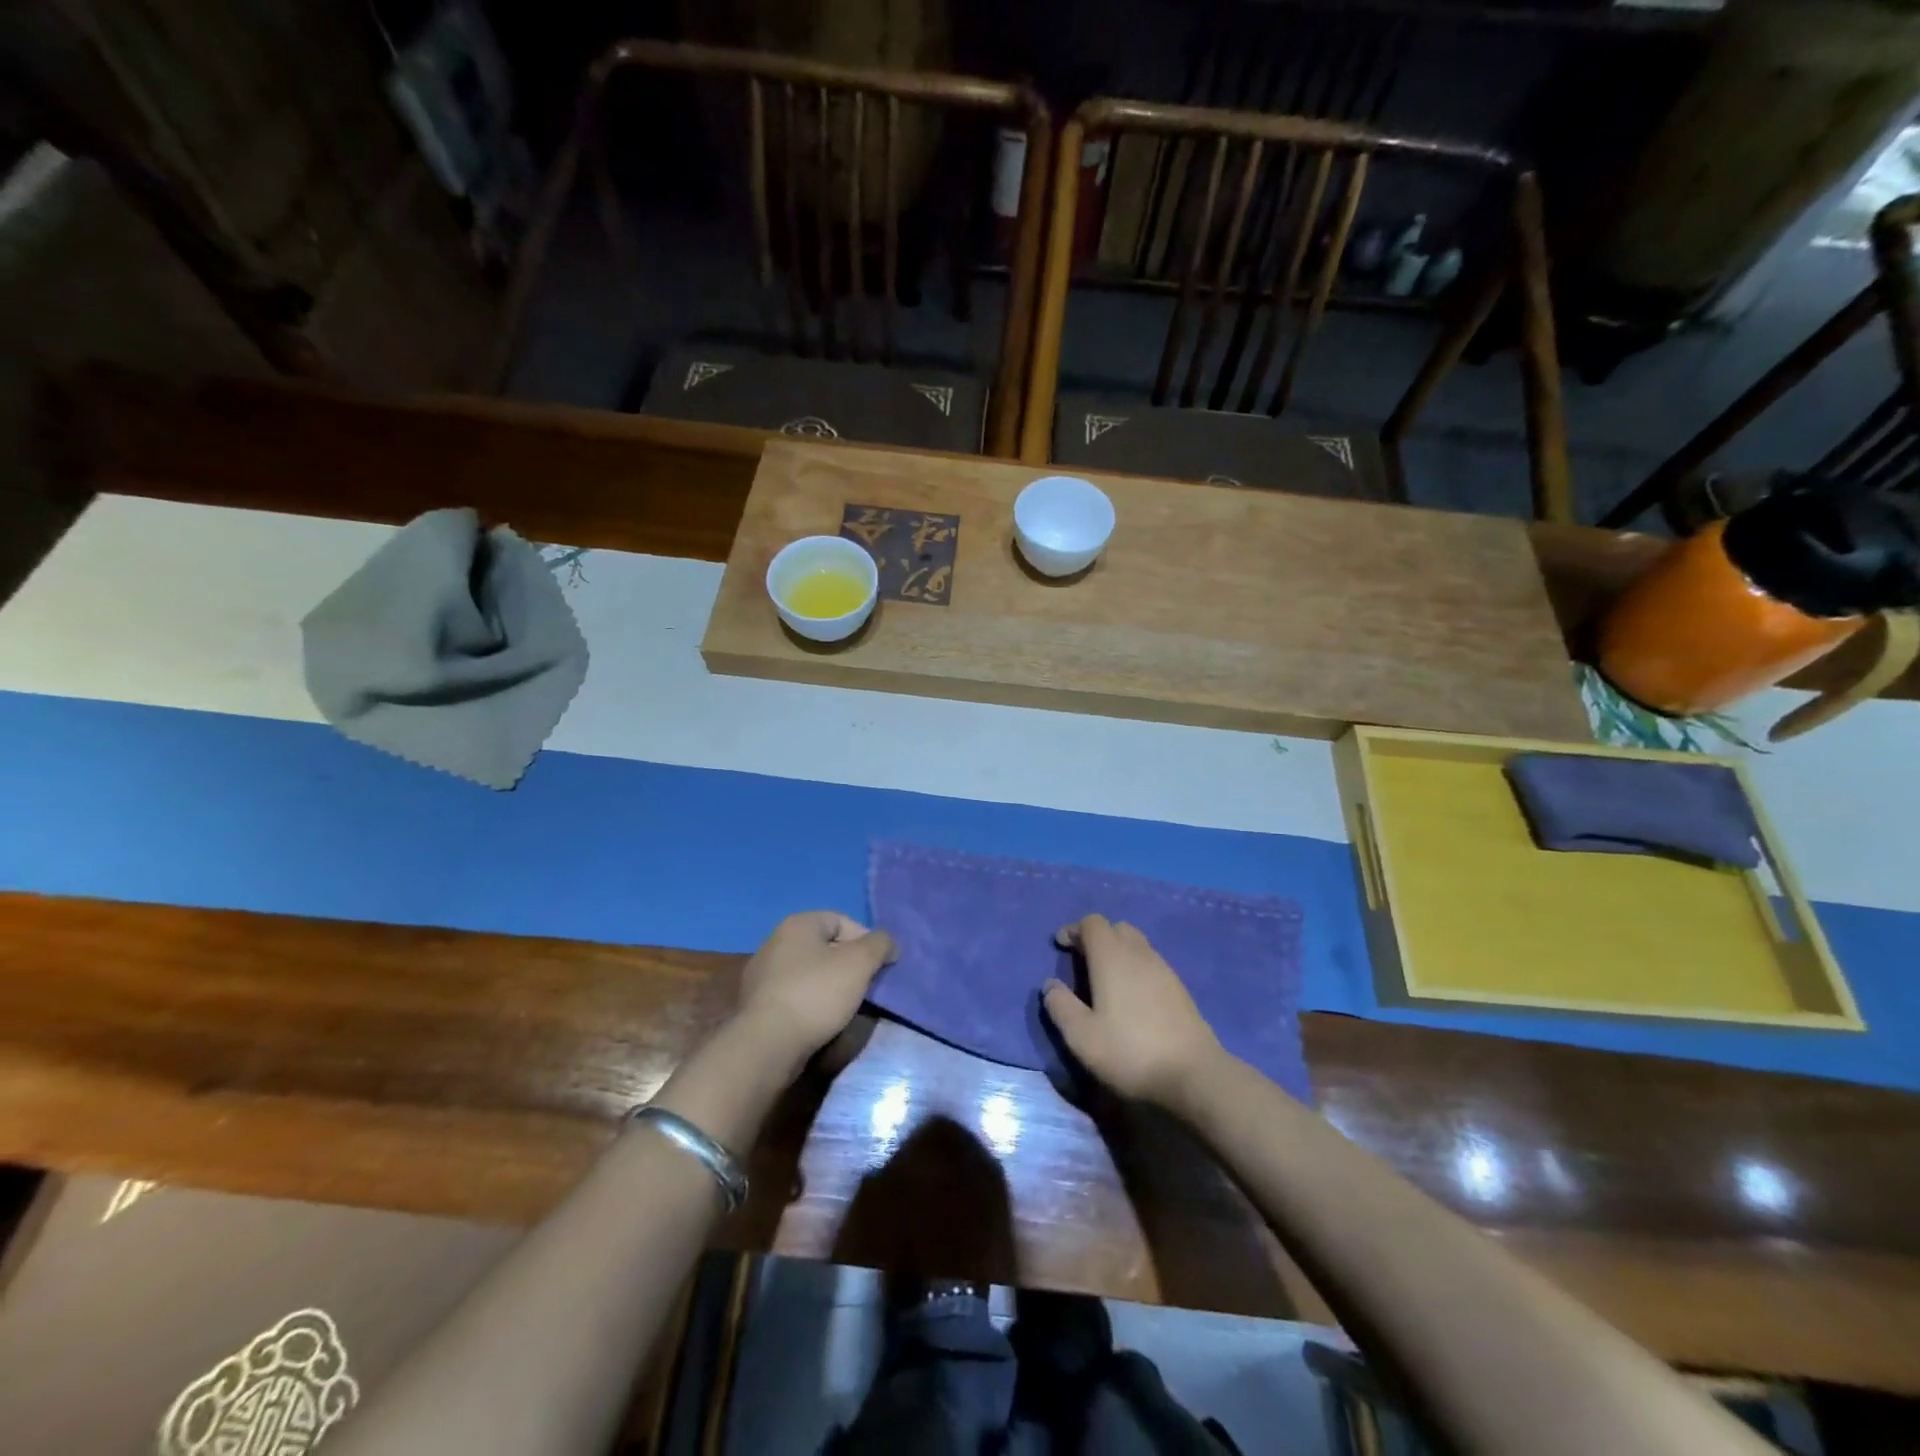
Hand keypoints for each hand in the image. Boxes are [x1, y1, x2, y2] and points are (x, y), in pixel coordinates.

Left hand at [737, 911, 896, 1065]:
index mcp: (797, 924)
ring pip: (810, 972)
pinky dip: (812, 1003)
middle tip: (865, 986)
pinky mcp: (758, 1004)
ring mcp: (762, 974)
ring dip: (831, 985)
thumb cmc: (816, 994)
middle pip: (825, 946)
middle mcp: (775, 942)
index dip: (865, 939)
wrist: (767, 1044)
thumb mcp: (859, 963)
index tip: (879, 965)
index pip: (841, 920)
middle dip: (849, 964)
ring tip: (846, 1007)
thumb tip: (888, 943)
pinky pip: (795, 994)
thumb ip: (880, 944)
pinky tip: (821, 1021)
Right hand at [1043, 915, 1221, 1106]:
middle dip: (1096, 937)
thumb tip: (1049, 985)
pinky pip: (1151, 962)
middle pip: (1116, 928)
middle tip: (1082, 961)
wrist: (1193, 1075)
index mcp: (1112, 957)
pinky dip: (1135, 967)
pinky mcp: (1179, 988)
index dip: (1074, 929)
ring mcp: (1164, 969)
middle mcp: (1139, 954)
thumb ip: (1060, 1006)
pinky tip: (1132, 996)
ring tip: (1105, 979)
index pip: (1092, 923)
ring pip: (1137, 944)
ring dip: (1118, 951)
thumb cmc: (1130, 1052)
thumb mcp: (1082, 1036)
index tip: (1061, 946)